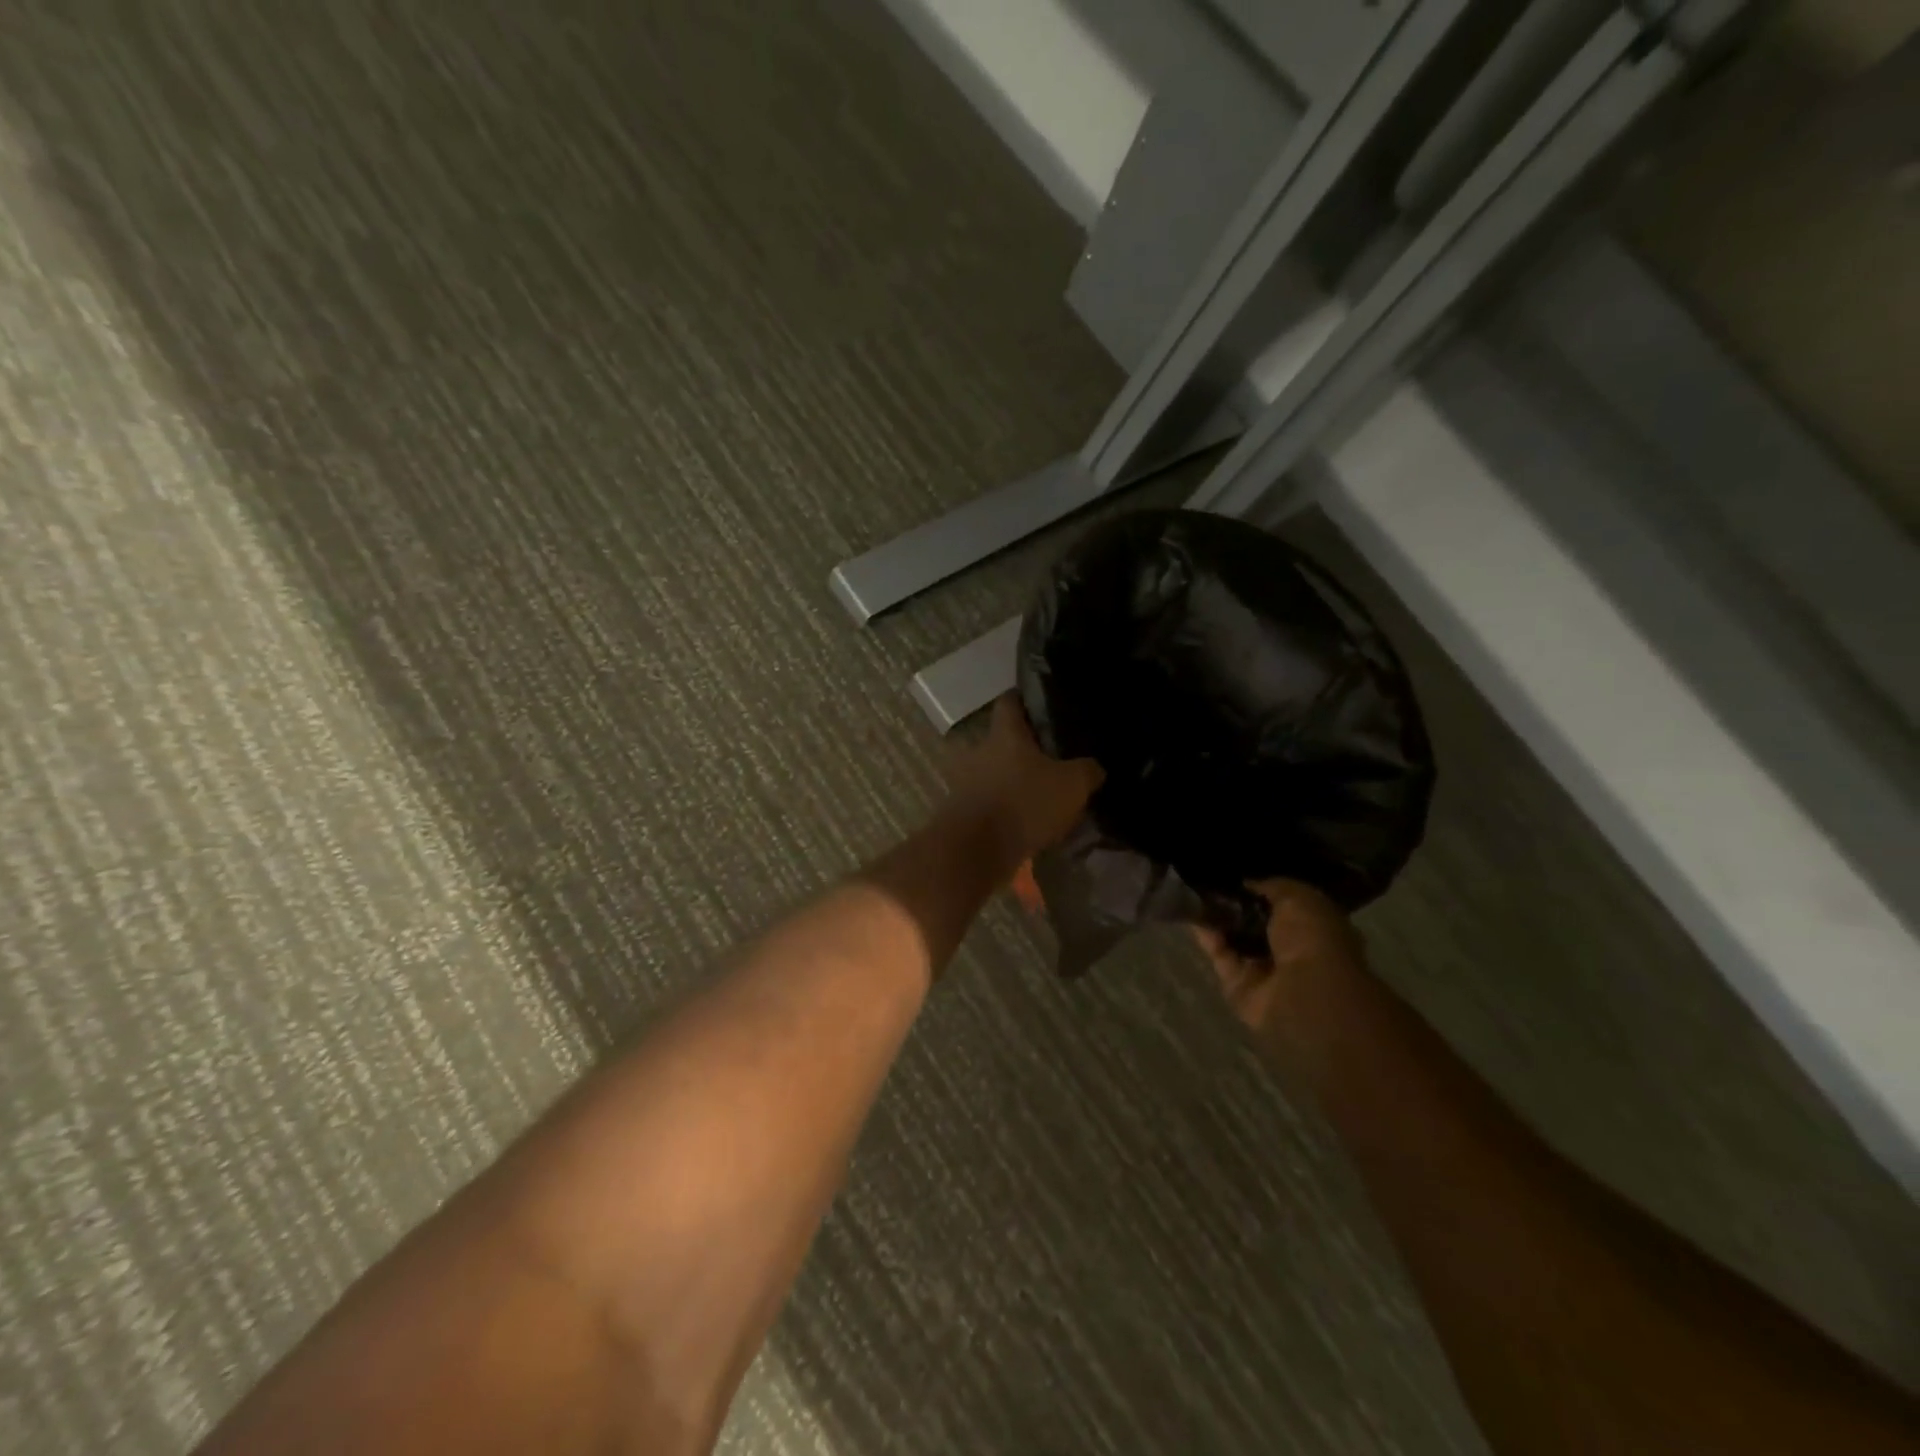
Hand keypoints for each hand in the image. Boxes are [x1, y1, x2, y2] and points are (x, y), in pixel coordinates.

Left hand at [945, 696, 1102, 860]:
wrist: (975, 852)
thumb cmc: (1024, 804)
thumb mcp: (1072, 785)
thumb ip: (1087, 770)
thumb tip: (1094, 767)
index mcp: (1004, 733)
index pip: (1010, 700)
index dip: (1027, 699)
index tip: (1046, 705)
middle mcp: (979, 750)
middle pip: (1004, 739)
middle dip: (1026, 748)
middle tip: (1054, 758)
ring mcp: (966, 781)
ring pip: (996, 771)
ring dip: (1014, 780)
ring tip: (1042, 793)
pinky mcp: (962, 810)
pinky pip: (989, 800)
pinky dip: (1005, 806)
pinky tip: (1026, 820)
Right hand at [1191, 880, 1366, 1055]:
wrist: (1303, 994)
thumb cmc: (1312, 939)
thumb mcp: (1299, 897)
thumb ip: (1273, 886)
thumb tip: (1246, 883)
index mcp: (1315, 927)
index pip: (1286, 904)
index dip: (1262, 889)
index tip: (1238, 874)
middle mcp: (1291, 949)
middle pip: (1256, 922)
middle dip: (1234, 903)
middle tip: (1209, 880)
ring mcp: (1264, 969)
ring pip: (1234, 938)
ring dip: (1216, 918)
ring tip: (1193, 890)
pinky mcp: (1238, 984)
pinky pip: (1220, 955)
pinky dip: (1207, 936)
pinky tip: (1192, 913)